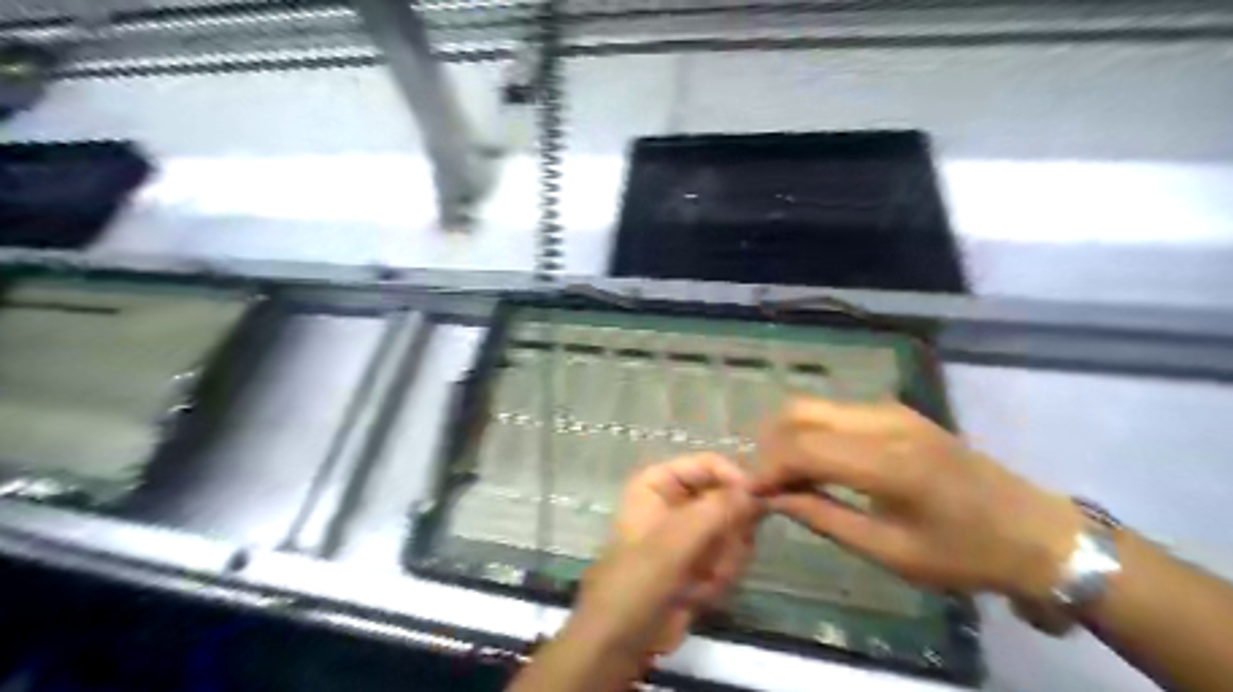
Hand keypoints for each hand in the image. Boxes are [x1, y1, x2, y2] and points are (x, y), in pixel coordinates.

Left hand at [570, 453, 763, 659]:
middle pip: (727, 498)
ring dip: (724, 560)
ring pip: (734, 530)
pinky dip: (721, 577)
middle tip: (719, 559)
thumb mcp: (675, 541)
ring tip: (701, 582)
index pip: (708, 464)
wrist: (621, 641)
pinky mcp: (702, 558)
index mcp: (658, 482)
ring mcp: (691, 530)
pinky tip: (698, 595)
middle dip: (727, 535)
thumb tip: (756, 488)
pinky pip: (731, 556)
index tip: (759, 501)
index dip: (735, 479)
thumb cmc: (638, 581)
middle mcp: (676, 499)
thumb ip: (717, 510)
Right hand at [752, 398, 1080, 597]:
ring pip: (815, 407)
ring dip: (790, 436)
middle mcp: (885, 422)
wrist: (1033, 532)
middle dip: (772, 445)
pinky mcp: (896, 412)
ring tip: (789, 476)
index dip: (768, 468)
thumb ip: (823, 517)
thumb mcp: (890, 551)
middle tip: (769, 483)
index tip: (752, 494)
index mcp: (888, 463)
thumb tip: (773, 499)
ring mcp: (892, 411)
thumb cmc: (964, 553)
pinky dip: (813, 432)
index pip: (803, 448)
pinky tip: (817, 464)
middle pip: (800, 412)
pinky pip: (836, 412)